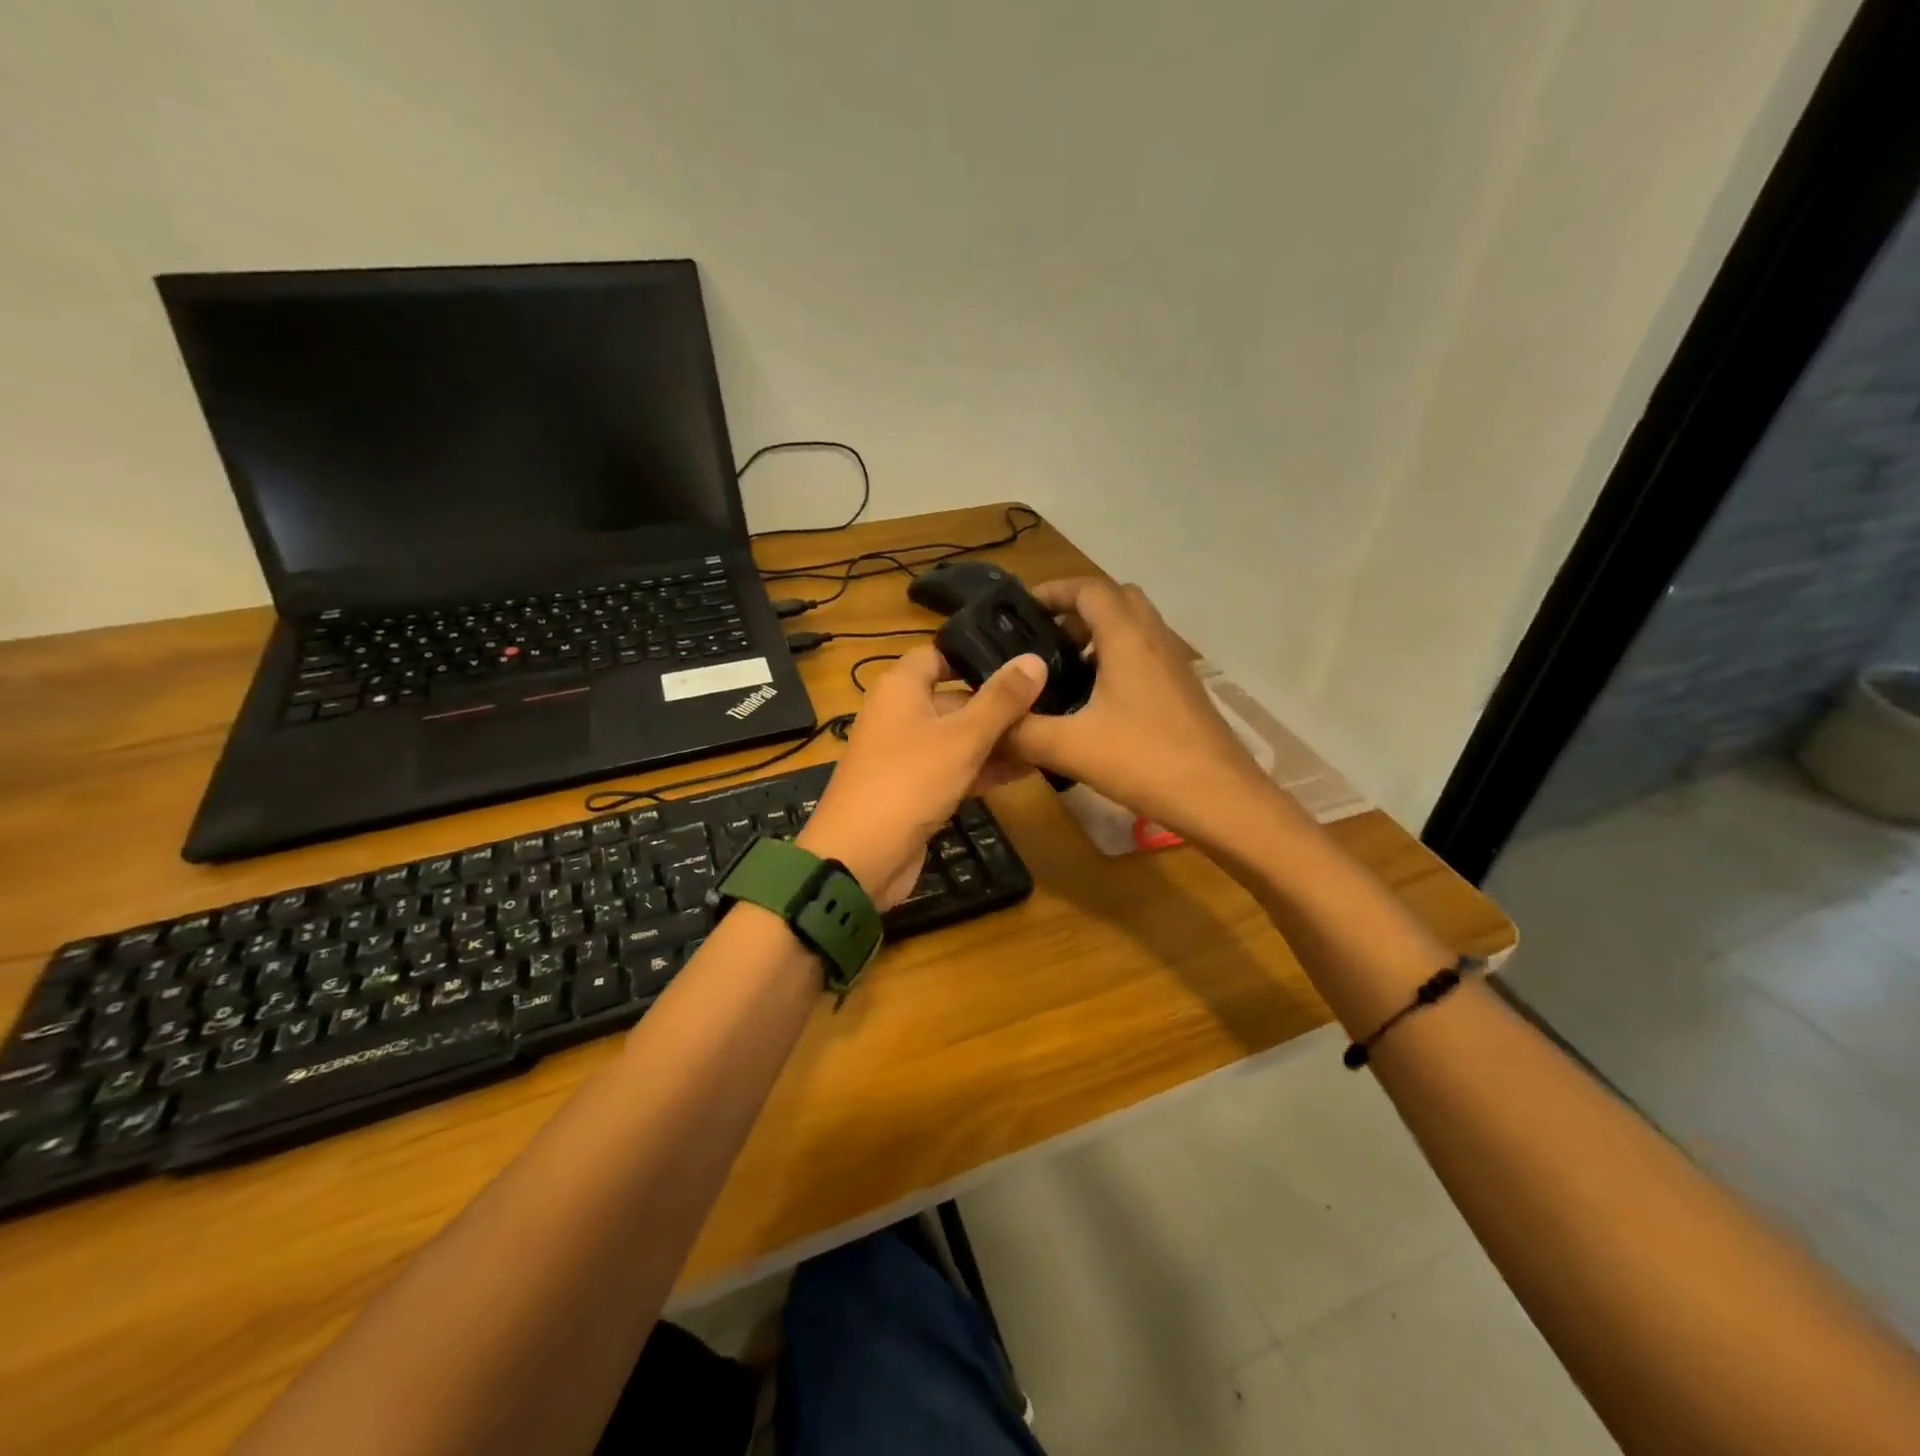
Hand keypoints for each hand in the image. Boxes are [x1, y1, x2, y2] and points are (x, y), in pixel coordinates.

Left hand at [796, 645, 1046, 908]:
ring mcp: (906, 756)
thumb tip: (1034, 659)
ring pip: (958, 737)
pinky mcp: (915, 790)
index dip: (975, 655)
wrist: (860, 859)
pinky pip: (955, 769)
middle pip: (954, 699)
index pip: (938, 655)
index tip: (1020, 659)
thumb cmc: (909, 782)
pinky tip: (1028, 770)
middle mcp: (900, 715)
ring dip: (997, 739)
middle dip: (998, 703)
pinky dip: (985, 768)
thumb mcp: (962, 738)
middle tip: (1051, 701)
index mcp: (900, 689)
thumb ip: (1001, 700)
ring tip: (1049, 735)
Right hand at [1003, 578, 1279, 845]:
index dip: (1053, 591)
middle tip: (1044, 641)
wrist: (1222, 800)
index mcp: (1127, 639)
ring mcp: (1174, 665)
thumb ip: (1022, 732)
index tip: (1020, 610)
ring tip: (1063, 672)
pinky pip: (1145, 657)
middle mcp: (1154, 640)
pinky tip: (1095, 705)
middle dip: (1077, 611)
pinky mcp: (1183, 691)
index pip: (1088, 589)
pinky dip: (1117, 662)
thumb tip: (986, 727)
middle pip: (1116, 600)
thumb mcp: (1071, 748)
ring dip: (1098, 637)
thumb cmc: (1146, 761)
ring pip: (1133, 629)